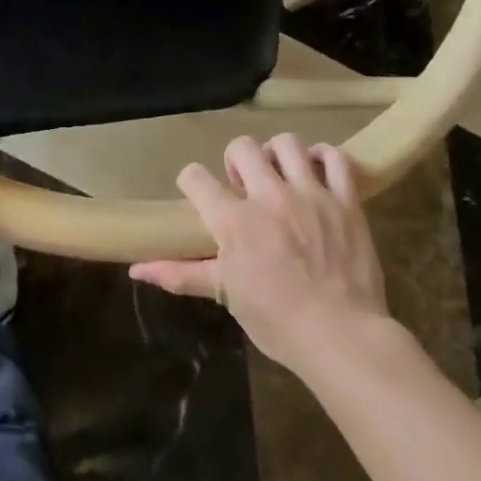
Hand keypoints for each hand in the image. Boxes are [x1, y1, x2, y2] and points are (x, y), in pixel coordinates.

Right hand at [130, 134, 388, 373]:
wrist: (342, 337)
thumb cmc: (277, 320)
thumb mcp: (225, 294)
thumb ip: (180, 274)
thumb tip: (135, 269)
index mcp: (234, 220)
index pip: (194, 176)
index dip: (191, 182)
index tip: (199, 194)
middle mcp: (269, 196)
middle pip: (241, 146)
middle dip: (235, 160)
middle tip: (243, 186)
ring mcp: (310, 194)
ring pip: (286, 143)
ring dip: (277, 154)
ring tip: (279, 176)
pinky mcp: (345, 201)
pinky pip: (335, 158)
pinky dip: (323, 158)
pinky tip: (315, 173)